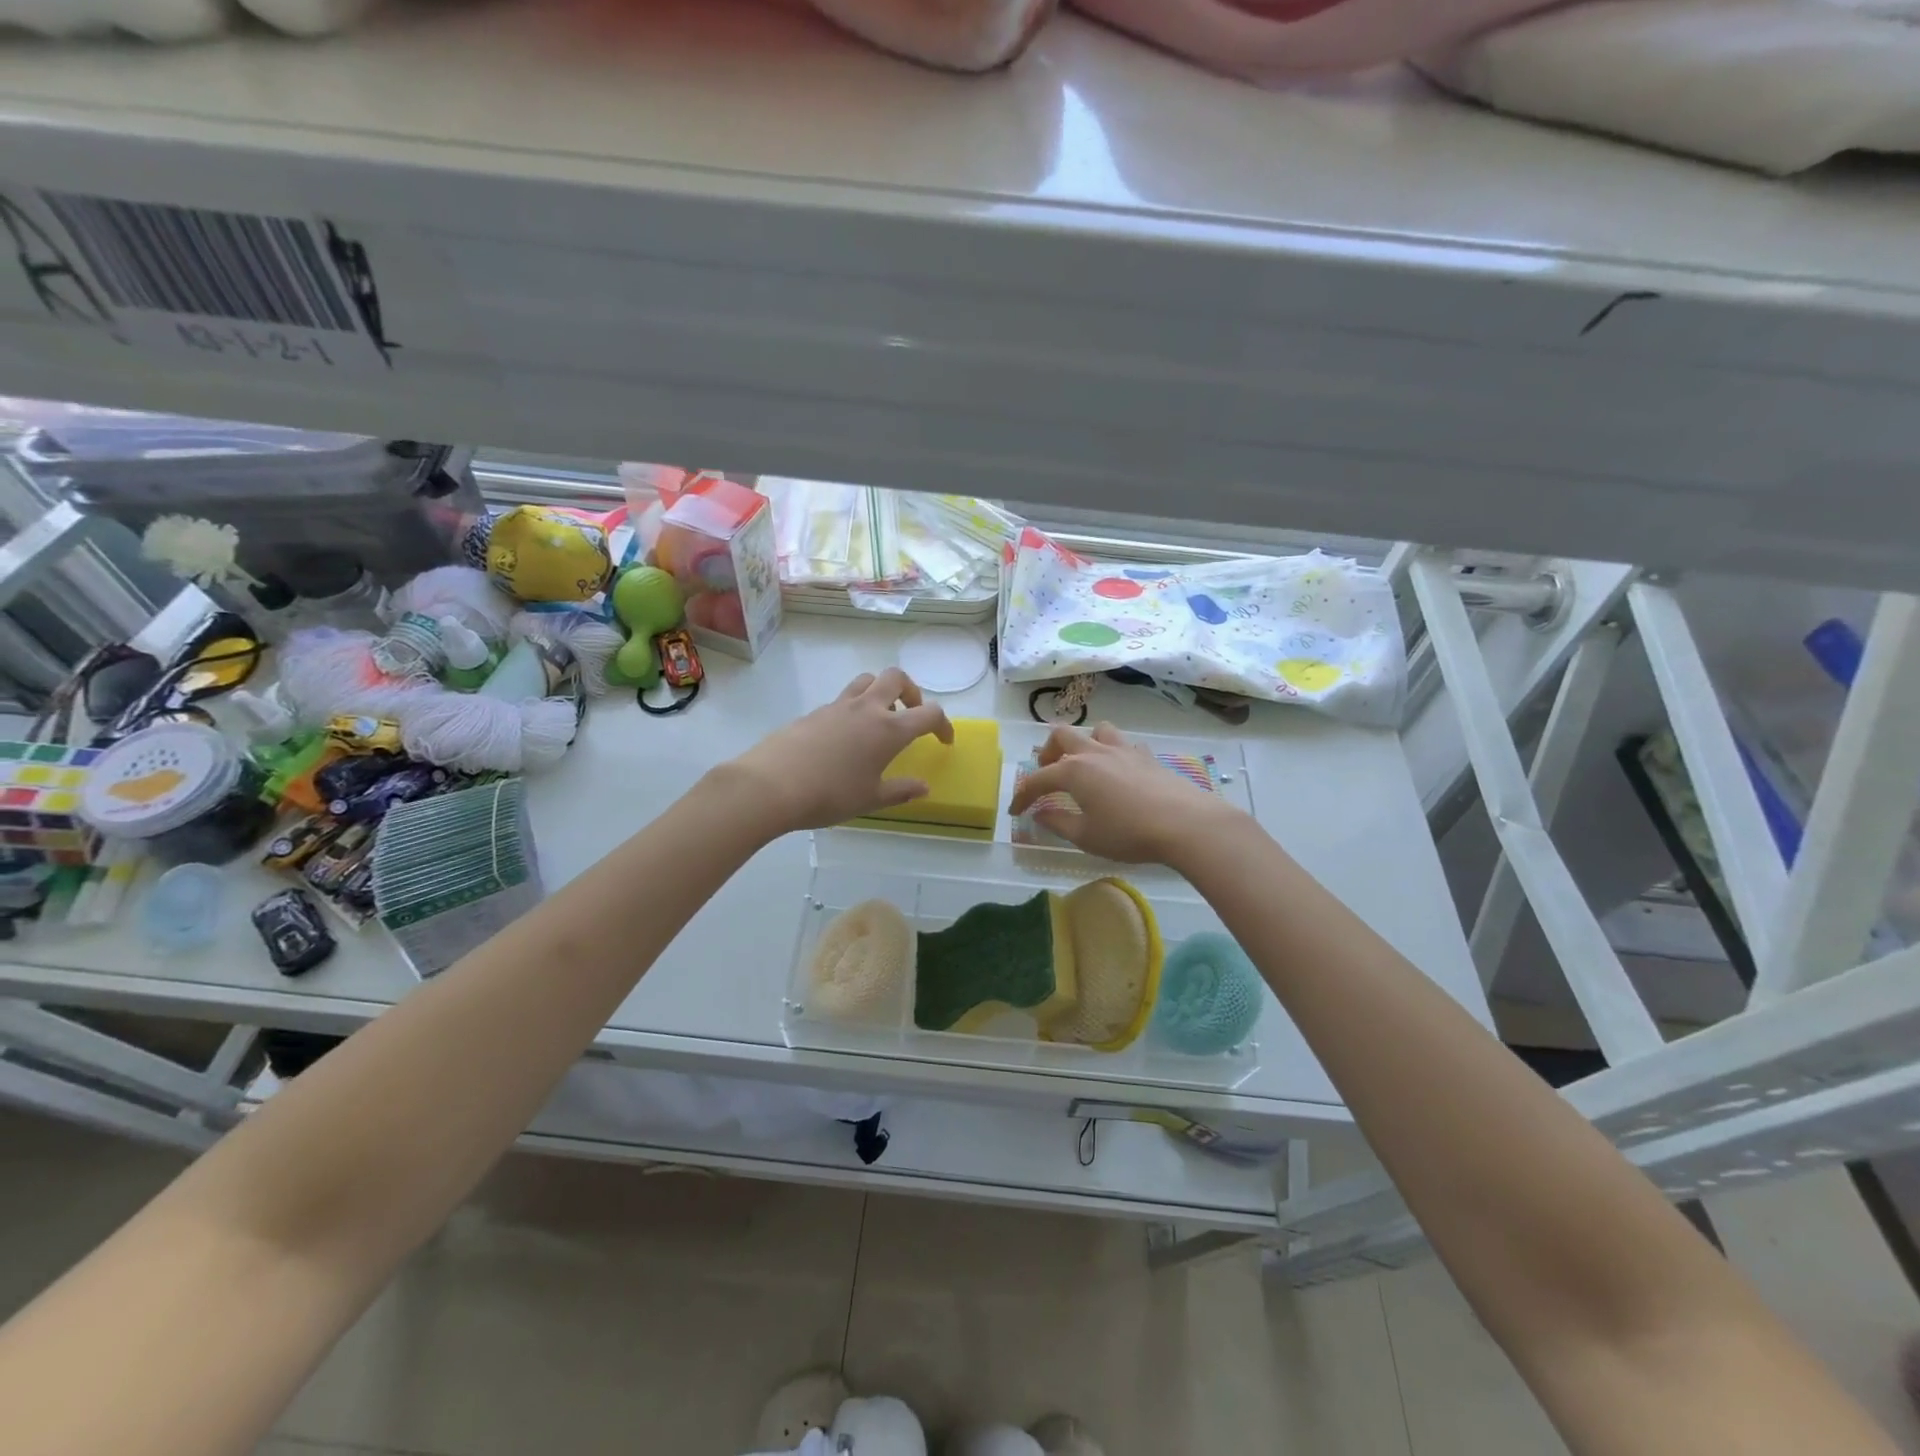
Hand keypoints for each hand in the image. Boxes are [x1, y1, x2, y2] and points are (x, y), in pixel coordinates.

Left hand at [726, 668, 953, 833]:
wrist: (771, 785)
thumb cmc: (830, 795)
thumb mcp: (871, 799)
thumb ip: (901, 791)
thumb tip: (923, 787)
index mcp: (889, 729)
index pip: (929, 714)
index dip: (943, 725)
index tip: (944, 740)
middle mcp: (866, 709)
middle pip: (896, 678)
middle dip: (911, 692)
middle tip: (910, 714)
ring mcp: (837, 706)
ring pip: (866, 680)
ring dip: (880, 691)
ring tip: (879, 718)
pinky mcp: (814, 712)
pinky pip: (842, 699)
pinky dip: (853, 708)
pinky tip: (845, 737)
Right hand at [1007, 722, 1239, 864]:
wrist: (1185, 823)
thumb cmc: (1128, 833)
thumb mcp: (1086, 836)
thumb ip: (1058, 823)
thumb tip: (1040, 814)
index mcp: (1074, 771)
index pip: (1037, 779)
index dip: (1022, 795)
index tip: (1016, 811)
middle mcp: (1095, 752)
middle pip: (1062, 736)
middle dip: (1048, 753)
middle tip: (1047, 775)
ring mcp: (1123, 750)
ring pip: (1095, 730)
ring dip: (1083, 743)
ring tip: (1083, 765)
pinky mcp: (1147, 757)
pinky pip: (1123, 744)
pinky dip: (1112, 753)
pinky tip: (1118, 772)